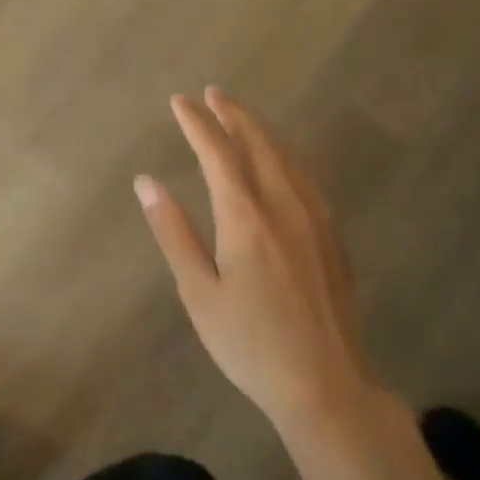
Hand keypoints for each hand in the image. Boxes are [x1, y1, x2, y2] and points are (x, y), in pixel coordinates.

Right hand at [135, 88, 373, 433]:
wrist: (325, 385)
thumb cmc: (250, 343)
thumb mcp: (198, 292)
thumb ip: (173, 232)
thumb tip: (146, 183)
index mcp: (246, 217)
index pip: (218, 153)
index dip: (197, 124)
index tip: (179, 102)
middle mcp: (284, 206)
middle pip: (259, 144)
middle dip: (233, 115)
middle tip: (211, 94)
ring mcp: (315, 220)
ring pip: (288, 158)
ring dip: (261, 131)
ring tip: (240, 116)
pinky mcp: (333, 237)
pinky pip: (306, 178)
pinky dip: (286, 156)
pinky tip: (281, 162)